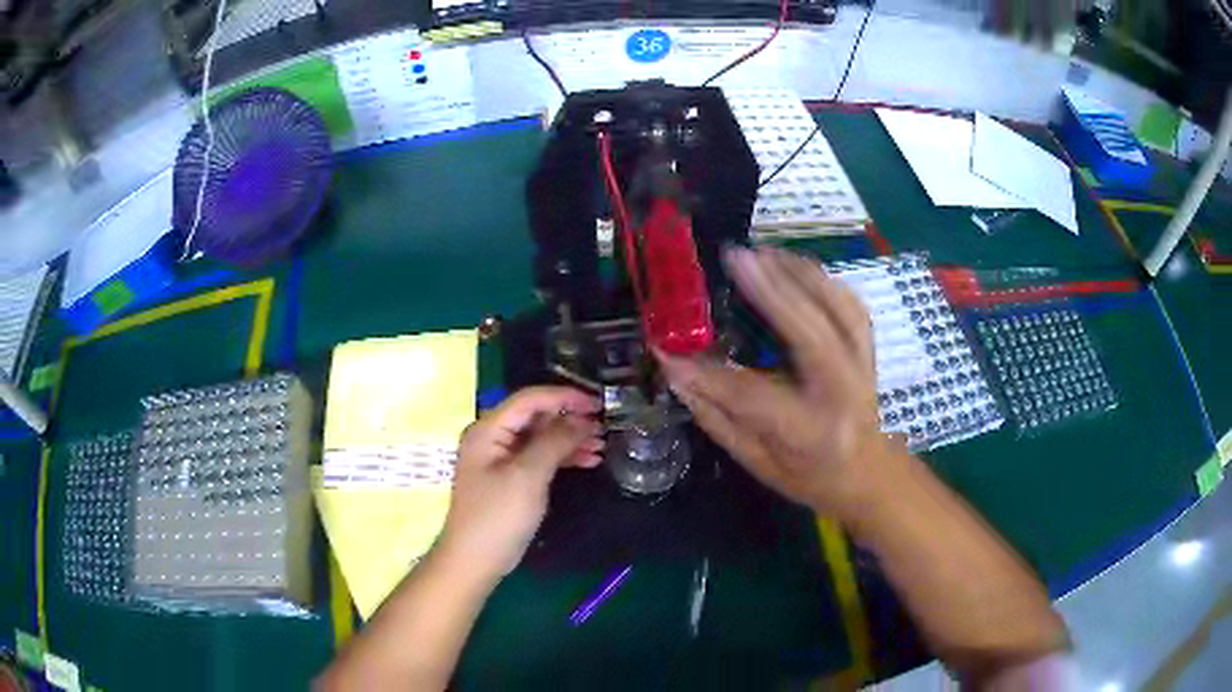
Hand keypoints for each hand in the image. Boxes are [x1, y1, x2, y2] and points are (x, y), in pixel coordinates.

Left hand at [439, 387, 602, 580]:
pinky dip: (562, 457)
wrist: (475, 561)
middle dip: (570, 419)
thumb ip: (554, 442)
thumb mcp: (528, 476)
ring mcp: (500, 459)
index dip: (564, 397)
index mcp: (488, 429)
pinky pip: (538, 457)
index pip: (529, 399)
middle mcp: (492, 438)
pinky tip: (588, 461)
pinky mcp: (509, 479)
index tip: (598, 403)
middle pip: (535, 417)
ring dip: (570, 439)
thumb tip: (582, 419)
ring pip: (539, 438)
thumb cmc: (498, 516)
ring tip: (602, 445)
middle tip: (605, 426)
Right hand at [657, 246, 891, 519]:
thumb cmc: (812, 478)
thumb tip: (677, 375)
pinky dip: (824, 280)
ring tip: (762, 252)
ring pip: (839, 310)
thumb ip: (719, 420)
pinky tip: (796, 266)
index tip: (667, 350)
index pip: (753, 397)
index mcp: (811, 432)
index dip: (707, 374)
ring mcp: (862, 366)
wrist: (872, 475)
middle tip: (735, 258)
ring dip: (801, 274)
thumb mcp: (760, 464)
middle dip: (771, 291)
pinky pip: (851, 305)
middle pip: (810, 334)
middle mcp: (842, 393)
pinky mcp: (869, 349)